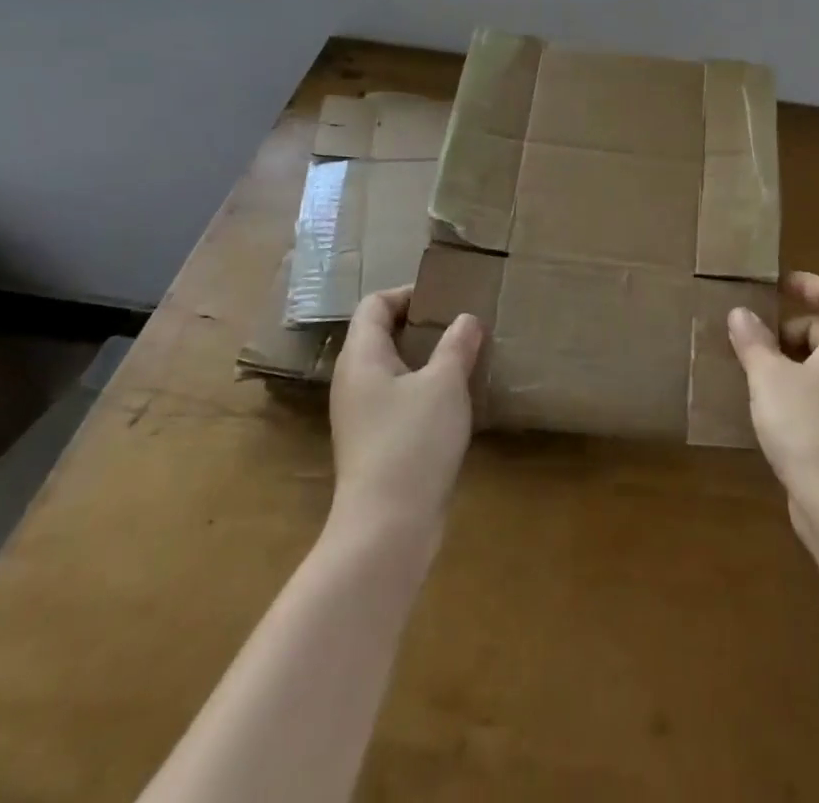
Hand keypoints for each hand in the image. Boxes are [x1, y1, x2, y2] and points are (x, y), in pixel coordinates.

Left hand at [330, 287, 482, 533]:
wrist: (386, 527)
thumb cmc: (413, 441)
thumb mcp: (445, 384)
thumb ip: (457, 345)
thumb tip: (466, 319)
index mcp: (362, 356)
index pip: (375, 305)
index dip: (408, 293)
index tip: (446, 298)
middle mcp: (352, 380)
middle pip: (379, 334)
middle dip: (419, 324)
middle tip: (459, 324)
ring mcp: (359, 414)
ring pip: (389, 368)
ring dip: (423, 357)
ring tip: (462, 357)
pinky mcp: (371, 442)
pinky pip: (394, 397)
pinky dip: (420, 387)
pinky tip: (451, 400)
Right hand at [728, 272, 818, 546]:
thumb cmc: (809, 429)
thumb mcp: (770, 379)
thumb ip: (754, 342)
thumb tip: (740, 313)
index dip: (804, 283)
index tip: (772, 286)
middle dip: (787, 327)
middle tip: (751, 339)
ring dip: (788, 359)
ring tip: (752, 372)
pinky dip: (798, 386)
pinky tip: (769, 406)